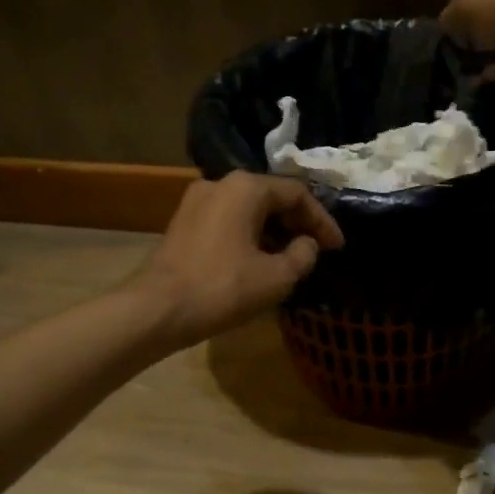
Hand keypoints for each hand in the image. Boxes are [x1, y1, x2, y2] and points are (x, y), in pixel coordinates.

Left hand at [130, 172, 344, 348]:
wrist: (157, 309)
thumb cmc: (222, 288)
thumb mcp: (276, 277)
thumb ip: (303, 256)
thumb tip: (307, 244)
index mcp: (245, 188)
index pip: (297, 194)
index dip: (322, 221)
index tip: (337, 247)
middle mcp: (220, 184)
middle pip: (271, 198)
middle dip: (298, 224)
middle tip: (317, 251)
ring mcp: (196, 202)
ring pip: (248, 211)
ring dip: (274, 232)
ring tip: (292, 259)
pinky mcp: (183, 223)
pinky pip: (228, 222)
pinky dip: (250, 237)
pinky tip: (259, 262)